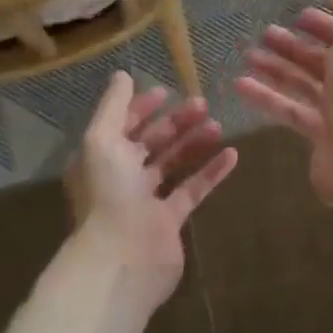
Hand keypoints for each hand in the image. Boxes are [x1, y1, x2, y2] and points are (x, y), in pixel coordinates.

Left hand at [66, 72, 237, 308]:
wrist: (123, 257)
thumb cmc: (109, 193)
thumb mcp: (102, 139)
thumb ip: (114, 106)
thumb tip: (122, 75)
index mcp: (99, 158)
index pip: (122, 125)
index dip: (141, 107)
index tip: (168, 91)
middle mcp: (120, 177)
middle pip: (151, 142)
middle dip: (175, 122)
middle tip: (203, 103)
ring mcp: (146, 200)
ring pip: (173, 163)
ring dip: (194, 142)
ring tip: (218, 125)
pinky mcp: (170, 220)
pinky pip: (193, 189)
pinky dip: (211, 171)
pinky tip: (232, 154)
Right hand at [233, 0, 332, 207]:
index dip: (326, 22)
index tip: (299, 14)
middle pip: (326, 58)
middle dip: (296, 45)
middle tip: (266, 33)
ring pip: (306, 83)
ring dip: (277, 68)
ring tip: (248, 55)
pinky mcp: (321, 135)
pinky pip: (291, 109)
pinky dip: (267, 96)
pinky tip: (240, 85)